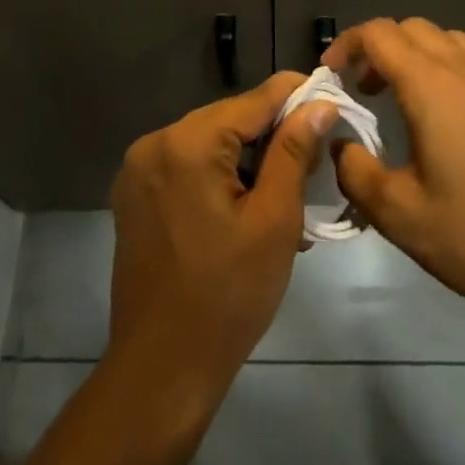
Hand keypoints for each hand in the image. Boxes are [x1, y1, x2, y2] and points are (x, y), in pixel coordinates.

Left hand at [107, 73, 339, 406]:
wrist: (161, 370)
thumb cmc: (228, 297)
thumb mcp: (274, 221)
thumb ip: (293, 153)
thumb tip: (319, 104)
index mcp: (188, 143)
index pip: (253, 101)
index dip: (295, 95)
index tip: (331, 95)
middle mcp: (156, 142)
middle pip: (228, 119)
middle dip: (272, 131)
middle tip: (315, 154)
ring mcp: (139, 168)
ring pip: (208, 141)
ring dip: (246, 155)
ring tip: (286, 184)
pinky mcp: (134, 194)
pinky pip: (186, 164)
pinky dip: (218, 173)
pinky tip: (246, 201)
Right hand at [326, 18, 464, 321]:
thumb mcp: (397, 214)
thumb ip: (354, 171)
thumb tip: (341, 145)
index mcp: (432, 85)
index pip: (378, 33)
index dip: (348, 43)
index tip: (333, 72)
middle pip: (414, 29)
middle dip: (382, 49)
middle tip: (368, 89)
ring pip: (454, 42)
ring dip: (422, 57)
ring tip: (413, 100)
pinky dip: (459, 75)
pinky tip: (464, 122)